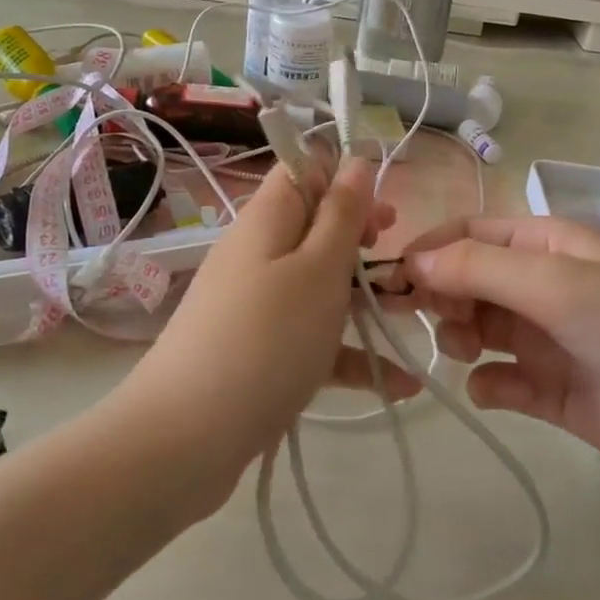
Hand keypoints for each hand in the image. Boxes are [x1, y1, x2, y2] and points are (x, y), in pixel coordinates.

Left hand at [124, 159, 416, 498]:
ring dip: (366, 301)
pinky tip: (399, 385)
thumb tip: (356, 158)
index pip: (302, 172)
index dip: (344, 182)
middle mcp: (257, 256)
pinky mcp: (259, 355)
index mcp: (266, 221)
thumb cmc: (266, 339)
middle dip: (363, 245)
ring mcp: (256, 308)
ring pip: (319, 288)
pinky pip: (311, 341)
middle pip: (315, 231)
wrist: (186, 440)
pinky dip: (348, 355)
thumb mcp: (318, 268)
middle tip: (401, 268)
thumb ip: (342, 213)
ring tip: (413, 320)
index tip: (380, 216)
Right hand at [402, 216, 599, 507]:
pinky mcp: (554, 392)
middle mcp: (545, 286)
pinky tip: (492, 390)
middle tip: (421, 317)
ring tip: (462, 349)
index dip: (430, 252)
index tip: (391, 280)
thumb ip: (478, 268)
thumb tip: (412, 261)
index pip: (471, 235)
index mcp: (548, 246)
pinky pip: (502, 380)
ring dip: (460, 335)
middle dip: (441, 295)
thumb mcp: (556, 284)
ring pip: (480, 328)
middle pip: (469, 280)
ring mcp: (549, 340)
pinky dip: (489, 383)